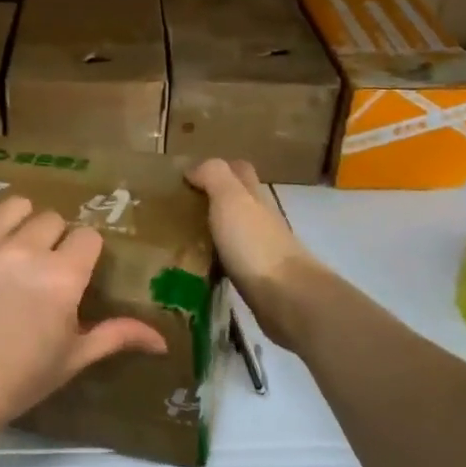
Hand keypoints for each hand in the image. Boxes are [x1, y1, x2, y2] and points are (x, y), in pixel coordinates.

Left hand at [0, 193, 168, 431]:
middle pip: (52, 220)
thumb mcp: (72, 359)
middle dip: (52, 241)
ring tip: (10, 250)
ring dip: (20, 224)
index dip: (82, 255)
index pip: (87, 238)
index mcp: (62, 277)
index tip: (71, 273)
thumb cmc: (16, 379)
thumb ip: (116, 336)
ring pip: (15, 207)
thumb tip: (163, 341)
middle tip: (38, 270)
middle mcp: (25, 249)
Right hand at [186, 158, 332, 348]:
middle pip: (239, 201)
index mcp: (255, 197)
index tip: (188, 177)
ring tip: (179, 236)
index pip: (240, 171)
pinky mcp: (257, 280)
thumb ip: (214, 176)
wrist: (287, 298)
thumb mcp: (231, 200)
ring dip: (213, 230)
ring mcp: (261, 251)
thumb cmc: (255, 244)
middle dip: (213, 199)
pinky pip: (232, 261)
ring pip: (234, 231)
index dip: (218, 168)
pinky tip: (196, 265)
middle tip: (178, 207)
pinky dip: (216, 258)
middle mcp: (261, 220)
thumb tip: (193, 168)